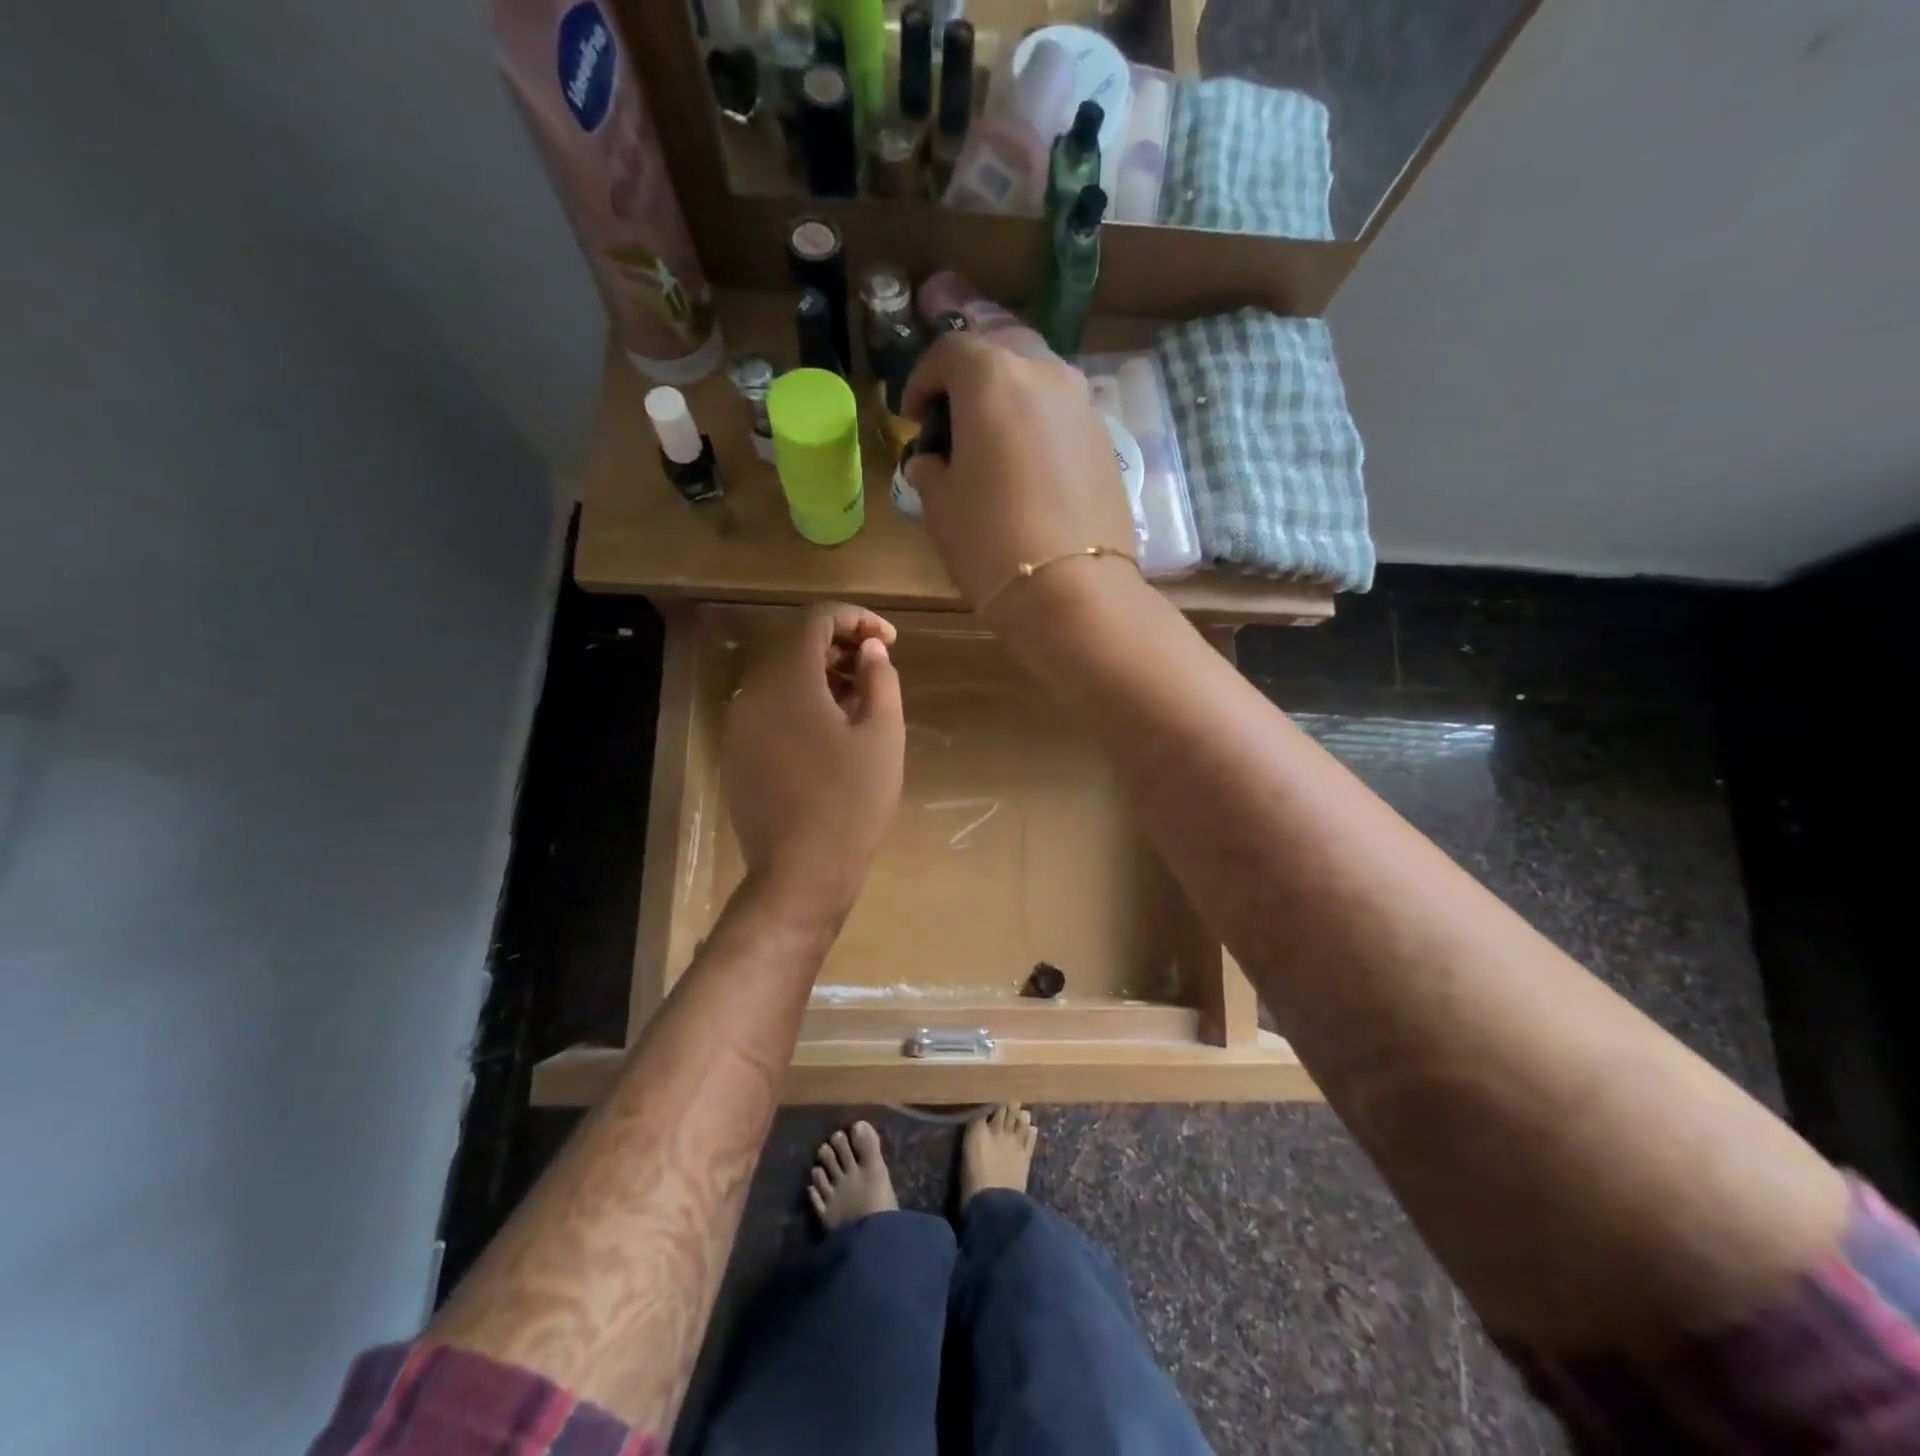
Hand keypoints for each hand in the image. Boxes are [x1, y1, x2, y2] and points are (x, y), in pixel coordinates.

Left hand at [722, 603, 904, 922]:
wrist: (800, 872)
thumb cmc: (851, 800)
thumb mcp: (883, 734)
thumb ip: (879, 678)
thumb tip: (870, 649)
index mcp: (788, 678)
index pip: (817, 619)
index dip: (858, 619)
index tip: (890, 642)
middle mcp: (753, 691)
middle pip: (795, 645)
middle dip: (840, 647)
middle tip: (878, 670)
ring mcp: (739, 724)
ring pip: (781, 678)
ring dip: (822, 676)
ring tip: (861, 702)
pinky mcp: (738, 753)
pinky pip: (771, 709)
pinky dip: (802, 703)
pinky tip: (832, 733)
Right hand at [902, 333, 1138, 621]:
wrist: (1073, 591)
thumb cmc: (990, 542)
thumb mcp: (940, 505)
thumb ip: (930, 469)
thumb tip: (930, 461)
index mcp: (992, 378)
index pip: (949, 352)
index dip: (922, 380)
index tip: (912, 416)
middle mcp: (1044, 374)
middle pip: (1000, 353)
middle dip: (970, 380)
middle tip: (954, 422)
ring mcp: (1083, 406)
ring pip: (1038, 381)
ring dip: (1009, 400)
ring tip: (993, 445)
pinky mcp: (1107, 441)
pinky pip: (1063, 416)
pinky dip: (1040, 427)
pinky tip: (1029, 468)